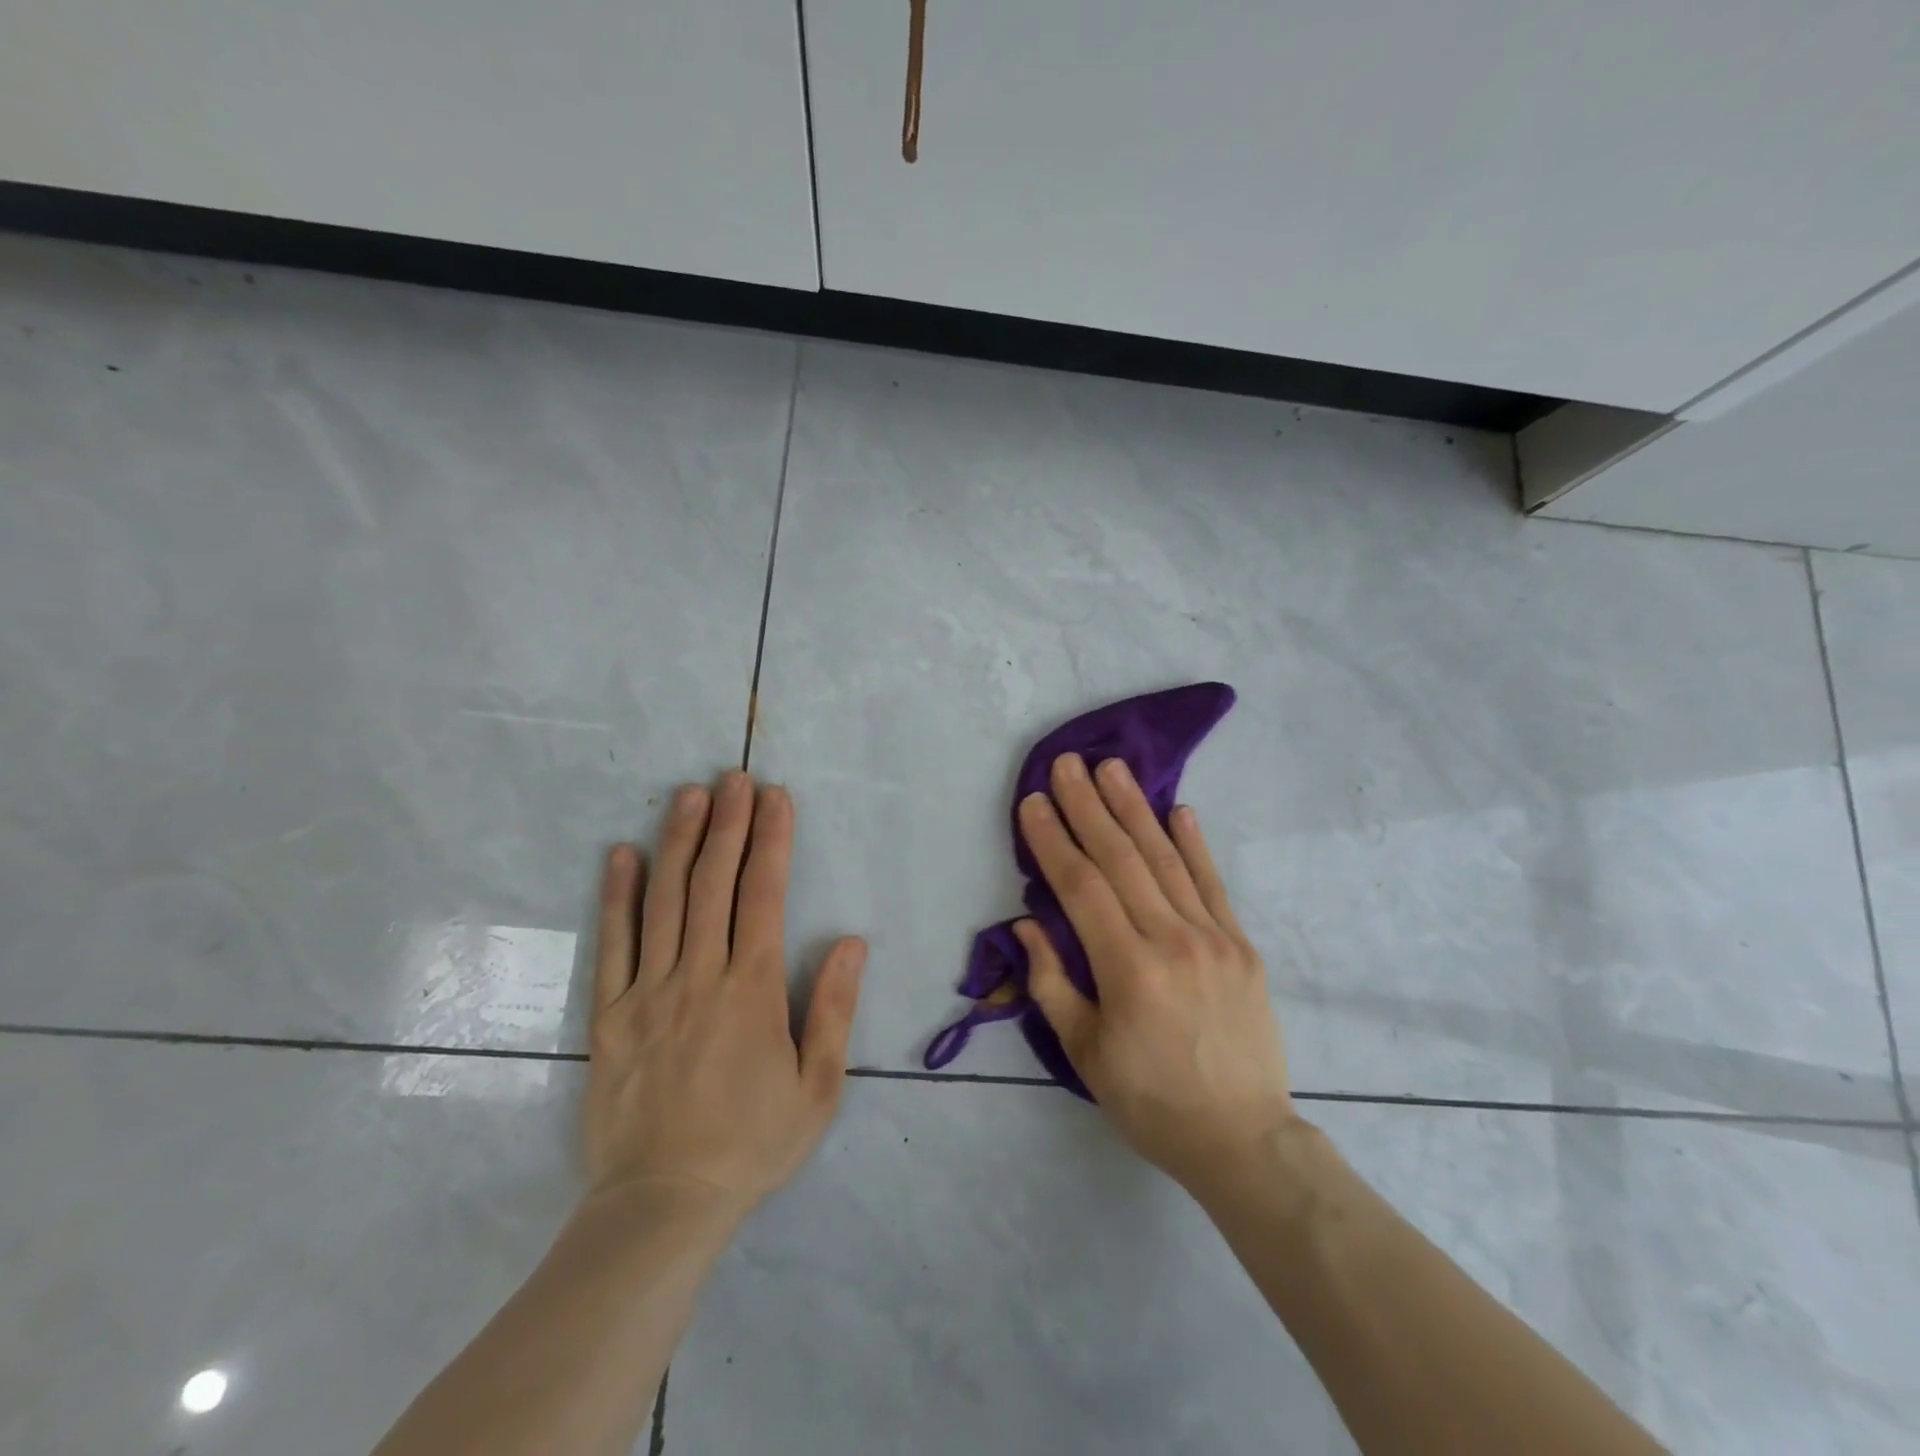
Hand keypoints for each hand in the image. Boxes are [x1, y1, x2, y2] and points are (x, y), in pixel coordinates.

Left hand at [581, 770, 865, 1221]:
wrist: (662, 1204)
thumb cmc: (751, 1144)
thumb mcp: (817, 1087)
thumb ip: (833, 1009)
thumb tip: (851, 941)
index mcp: (751, 990)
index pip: (763, 895)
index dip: (771, 840)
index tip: (775, 798)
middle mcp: (699, 975)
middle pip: (713, 883)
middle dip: (727, 824)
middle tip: (734, 777)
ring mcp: (649, 991)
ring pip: (664, 901)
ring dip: (677, 842)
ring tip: (688, 795)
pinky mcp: (610, 1014)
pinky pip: (613, 943)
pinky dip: (617, 896)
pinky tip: (622, 855)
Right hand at [1016, 753, 1296, 1197]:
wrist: (1242, 1138)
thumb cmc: (1149, 1101)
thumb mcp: (1085, 1053)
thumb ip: (1052, 983)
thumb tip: (1027, 924)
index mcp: (1128, 971)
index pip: (1081, 887)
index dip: (1054, 841)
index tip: (1033, 802)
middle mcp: (1172, 941)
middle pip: (1122, 859)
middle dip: (1089, 806)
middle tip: (1067, 763)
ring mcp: (1214, 939)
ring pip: (1167, 860)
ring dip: (1136, 809)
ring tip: (1112, 768)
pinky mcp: (1242, 946)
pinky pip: (1213, 884)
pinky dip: (1195, 844)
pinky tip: (1180, 809)